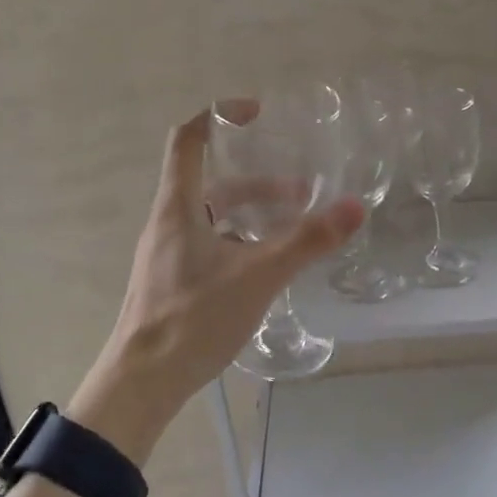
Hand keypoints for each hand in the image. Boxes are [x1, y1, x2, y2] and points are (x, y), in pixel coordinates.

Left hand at [69, 105, 362, 463]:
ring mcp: (167, 254)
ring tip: (295, 229)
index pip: (188, 140)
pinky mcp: (172, 282)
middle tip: (302, 191)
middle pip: (212, 182)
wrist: (142, 382)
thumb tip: (354, 207)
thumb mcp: (258, 275)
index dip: (219, 117)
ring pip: (213, 217)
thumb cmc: (193, 317)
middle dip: (259, 181)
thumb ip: (307, 241)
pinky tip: (268, 267)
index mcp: (178, 207)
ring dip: (253, 215)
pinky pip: (210, 245)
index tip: (257, 114)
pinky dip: (241, 242)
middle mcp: (168, 223)